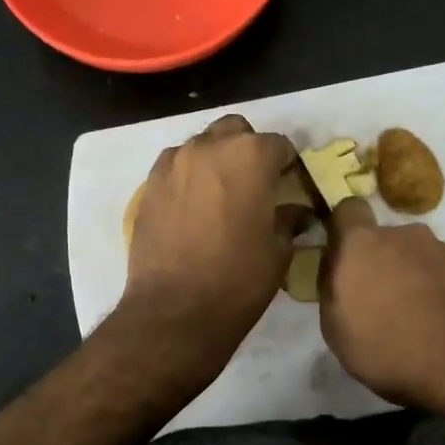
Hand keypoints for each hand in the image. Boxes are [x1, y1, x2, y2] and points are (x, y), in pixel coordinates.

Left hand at [121, 114, 299, 373]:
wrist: (174, 311)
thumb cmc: (238, 281)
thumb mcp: (278, 252)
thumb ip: (288, 220)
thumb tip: (296, 211)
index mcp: (250, 156)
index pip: (279, 145)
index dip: (287, 165)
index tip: (290, 187)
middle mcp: (209, 147)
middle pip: (235, 132)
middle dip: (248, 151)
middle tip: (256, 185)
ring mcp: (173, 163)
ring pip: (201, 145)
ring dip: (216, 161)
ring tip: (221, 196)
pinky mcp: (148, 186)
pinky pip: (175, 167)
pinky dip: (188, 177)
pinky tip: (193, 207)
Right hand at [319, 199, 444, 417]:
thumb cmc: (389, 349)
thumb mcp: (336, 330)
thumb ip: (332, 289)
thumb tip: (337, 271)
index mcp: (362, 243)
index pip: (346, 210)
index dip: (342, 230)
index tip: (340, 258)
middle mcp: (404, 235)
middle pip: (383, 239)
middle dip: (378, 262)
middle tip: (377, 302)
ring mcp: (443, 250)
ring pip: (415, 257)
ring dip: (409, 278)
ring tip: (412, 320)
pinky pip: (442, 275)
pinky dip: (437, 292)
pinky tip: (439, 326)